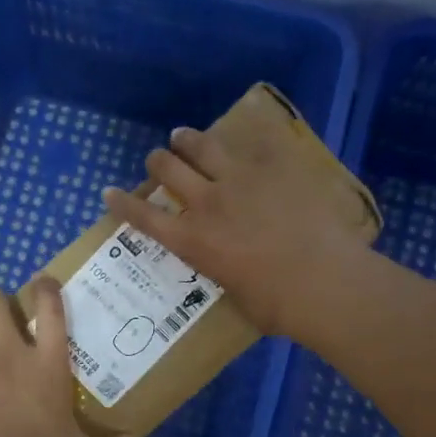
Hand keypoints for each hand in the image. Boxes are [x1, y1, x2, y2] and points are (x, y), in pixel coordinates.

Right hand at [103, 125, 375, 338]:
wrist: (325, 281)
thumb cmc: (278, 306)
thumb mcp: (234, 295)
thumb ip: (223, 272)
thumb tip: (229, 267)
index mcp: (192, 241)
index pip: (143, 217)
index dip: (122, 203)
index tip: (109, 192)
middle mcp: (207, 203)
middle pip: (168, 169)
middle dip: (157, 162)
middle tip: (158, 161)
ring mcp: (241, 179)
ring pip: (202, 145)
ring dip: (187, 139)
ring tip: (183, 136)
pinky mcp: (276, 166)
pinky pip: (255, 140)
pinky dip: (244, 135)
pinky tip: (244, 130)